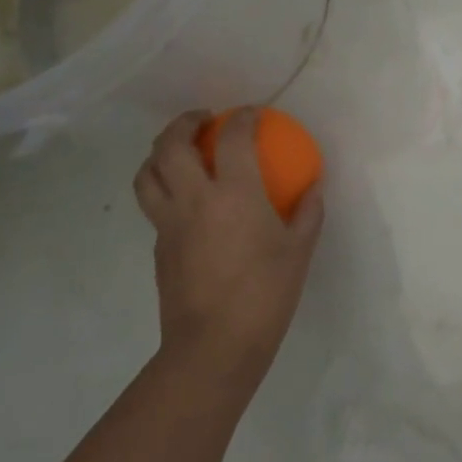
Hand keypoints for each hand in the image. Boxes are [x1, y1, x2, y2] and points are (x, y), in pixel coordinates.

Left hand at [133, 109, 324, 385]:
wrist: (214, 346)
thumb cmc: (266, 293)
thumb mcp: (299, 249)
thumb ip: (308, 211)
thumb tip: (314, 187)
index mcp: (234, 194)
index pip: (232, 138)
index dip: (243, 118)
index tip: (254, 114)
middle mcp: (194, 200)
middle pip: (170, 146)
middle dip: (184, 123)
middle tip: (203, 118)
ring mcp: (169, 224)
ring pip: (147, 174)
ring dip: (160, 152)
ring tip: (179, 151)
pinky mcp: (158, 247)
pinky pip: (154, 205)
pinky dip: (164, 188)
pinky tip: (187, 201)